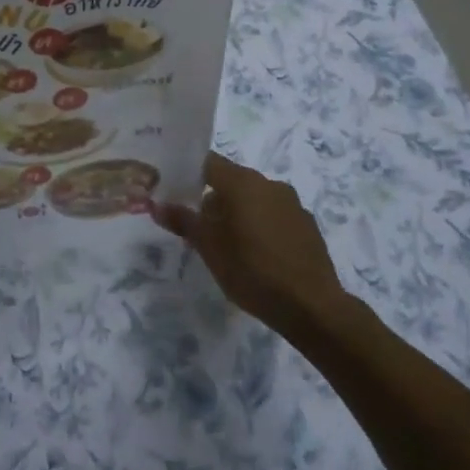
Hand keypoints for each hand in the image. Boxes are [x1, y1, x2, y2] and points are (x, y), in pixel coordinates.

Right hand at [154, 151, 345, 334]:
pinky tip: (257, 255)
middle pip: (231, 181)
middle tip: (198, 226)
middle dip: (212, 199)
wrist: (312, 307)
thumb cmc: (252, 270)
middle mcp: (269, 183)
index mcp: (242, 182)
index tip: (174, 190)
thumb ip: (183, 221)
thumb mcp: (209, 248)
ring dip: (238, 213)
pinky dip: (260, 226)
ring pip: (254, 199)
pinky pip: (274, 215)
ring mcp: (292, 203)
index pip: (208, 162)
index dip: (188, 172)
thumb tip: (157, 205)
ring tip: (227, 245)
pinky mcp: (307, 225)